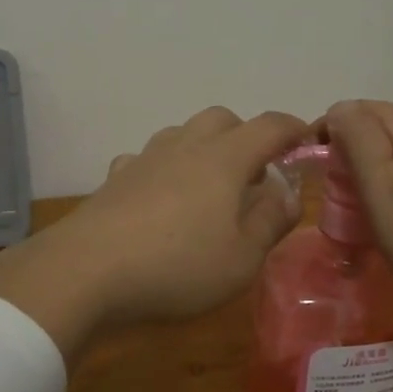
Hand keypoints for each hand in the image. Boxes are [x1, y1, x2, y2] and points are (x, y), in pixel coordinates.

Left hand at [0, 107, 309, 360]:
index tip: (307, 138)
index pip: (268, 126)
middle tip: (255, 174)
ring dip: (203, 149)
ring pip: (182, 134)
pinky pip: (147, 160)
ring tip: (210, 187)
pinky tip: (160, 199)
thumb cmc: (177, 267)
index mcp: (224, 159)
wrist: (85, 272)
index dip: (293, 128)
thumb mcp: (242, 257)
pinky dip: (163, 170)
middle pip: (221, 119)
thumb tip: (288, 193)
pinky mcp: (114, 179)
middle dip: (245, 136)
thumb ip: (271, 221)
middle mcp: (184, 147)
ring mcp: (144, 159)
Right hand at [324, 100, 392, 312]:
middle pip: (385, 124)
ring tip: (367, 203)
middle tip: (339, 193)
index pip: (361, 109)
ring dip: (379, 163)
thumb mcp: (385, 195)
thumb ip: (359, 143)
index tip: (317, 169)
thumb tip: (339, 110)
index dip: (331, 132)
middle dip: (355, 148)